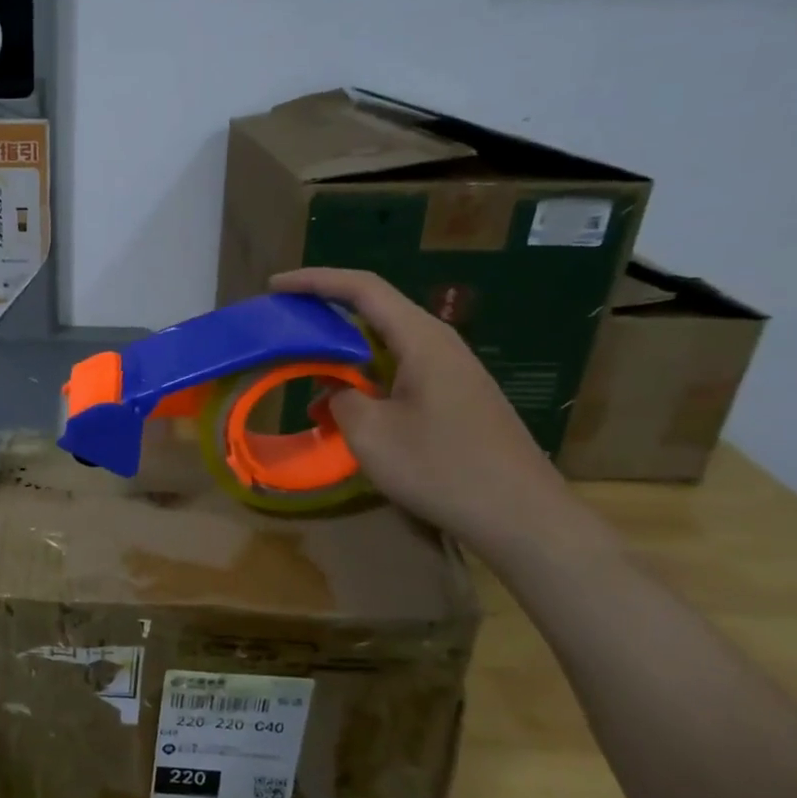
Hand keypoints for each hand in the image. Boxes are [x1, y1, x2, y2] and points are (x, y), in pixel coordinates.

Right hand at [270, 268, 576, 551]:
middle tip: (285, 327)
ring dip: (343, 358)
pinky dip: (365, 383)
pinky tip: (344, 414)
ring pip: (386, 349)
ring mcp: (451, 373)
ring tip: (306, 378)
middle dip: (326, 316)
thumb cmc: (441, 467)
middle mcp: (439, 345)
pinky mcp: (455, 400)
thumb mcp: (370, 433)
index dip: (315, 281)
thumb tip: (337, 390)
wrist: (521, 516)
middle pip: (375, 313)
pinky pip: (399, 375)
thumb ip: (342, 398)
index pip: (362, 289)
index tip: (276, 286)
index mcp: (421, 339)